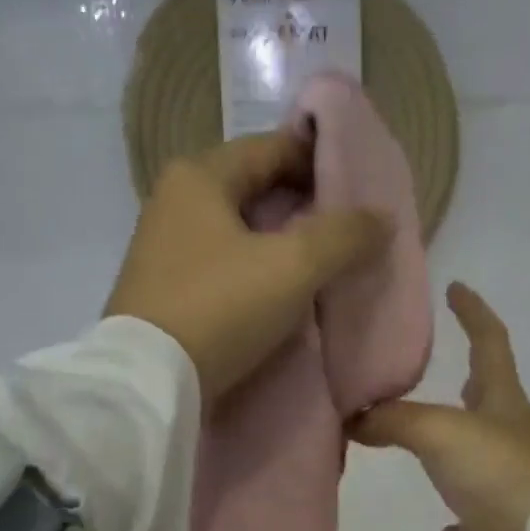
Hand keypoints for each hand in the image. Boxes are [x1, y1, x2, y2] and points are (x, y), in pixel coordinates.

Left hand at [105, 131, 390, 401]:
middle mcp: (174, 201)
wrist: (148, 383)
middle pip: (254, 188)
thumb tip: (381, 218)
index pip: (272, 147)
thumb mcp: (292, 267)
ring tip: (323, 263)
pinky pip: (223, 263)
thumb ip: (343, 235)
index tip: (360, 186)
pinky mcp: (164, 289)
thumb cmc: (220, 308)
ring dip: (280, 241)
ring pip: (238, 229)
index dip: (320, 161)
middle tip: (347, 229)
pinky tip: (281, 292)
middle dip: (302, 205)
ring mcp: (164, 247)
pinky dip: (255, 269)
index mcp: (199, 177)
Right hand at [352, 283, 529, 530]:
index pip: (490, 343)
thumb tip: (350, 416)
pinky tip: (442, 525)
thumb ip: (393, 419)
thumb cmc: (499, 473)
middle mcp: (509, 437)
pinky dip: (456, 516)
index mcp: (504, 403)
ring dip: (449, 446)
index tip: (456, 287)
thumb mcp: (441, 432)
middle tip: (428, 369)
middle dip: (464, 377)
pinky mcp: (498, 525)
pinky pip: (472, 514)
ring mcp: (507, 482)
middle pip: (485, 398)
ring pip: (473, 455)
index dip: (474, 313)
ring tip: (416, 439)